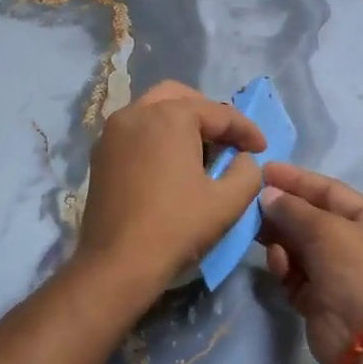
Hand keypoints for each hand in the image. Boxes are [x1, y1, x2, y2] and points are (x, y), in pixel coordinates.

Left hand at [77, 80, 264, 304]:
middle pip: (181, 98)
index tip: (262, 149)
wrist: (117, 265)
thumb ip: (248, 172)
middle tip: (229, 140)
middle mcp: (136, 112)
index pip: (218, 113)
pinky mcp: (100, 154)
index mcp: (169, 116)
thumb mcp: (228, 202)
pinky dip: (158, 136)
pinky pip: (136, 131)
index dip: (245, 130)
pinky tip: (172, 164)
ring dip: (181, 123)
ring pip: (154, 110)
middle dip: (209, 115)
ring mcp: (112, 132)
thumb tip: (244, 159)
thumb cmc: (176, 228)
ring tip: (202, 152)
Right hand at [259, 163, 362, 363]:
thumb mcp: (327, 229)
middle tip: (251, 203)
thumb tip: (268, 195)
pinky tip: (278, 265)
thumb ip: (294, 209)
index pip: (329, 191)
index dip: (297, 180)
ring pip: (299, 246)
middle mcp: (355, 244)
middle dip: (283, 211)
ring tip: (260, 235)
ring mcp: (337, 273)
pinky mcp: (319, 299)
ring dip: (280, 240)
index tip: (265, 171)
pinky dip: (284, 268)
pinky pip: (295, 274)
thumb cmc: (357, 272)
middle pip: (311, 218)